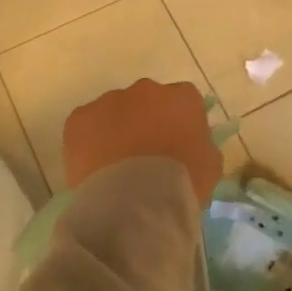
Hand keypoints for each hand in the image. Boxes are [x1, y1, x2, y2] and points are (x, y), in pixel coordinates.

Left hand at [62, 78, 222, 209]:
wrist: (135, 201)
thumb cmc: (181, 182)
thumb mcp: (211, 166)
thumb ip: (203, 146)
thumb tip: (194, 145)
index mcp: (182, 98)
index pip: (185, 101)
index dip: (180, 123)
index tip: (178, 145)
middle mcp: (146, 89)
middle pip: (148, 101)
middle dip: (147, 122)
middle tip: (146, 156)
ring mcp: (110, 101)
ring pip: (115, 112)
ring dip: (117, 131)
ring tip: (117, 167)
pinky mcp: (79, 118)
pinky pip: (86, 127)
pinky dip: (89, 143)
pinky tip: (95, 169)